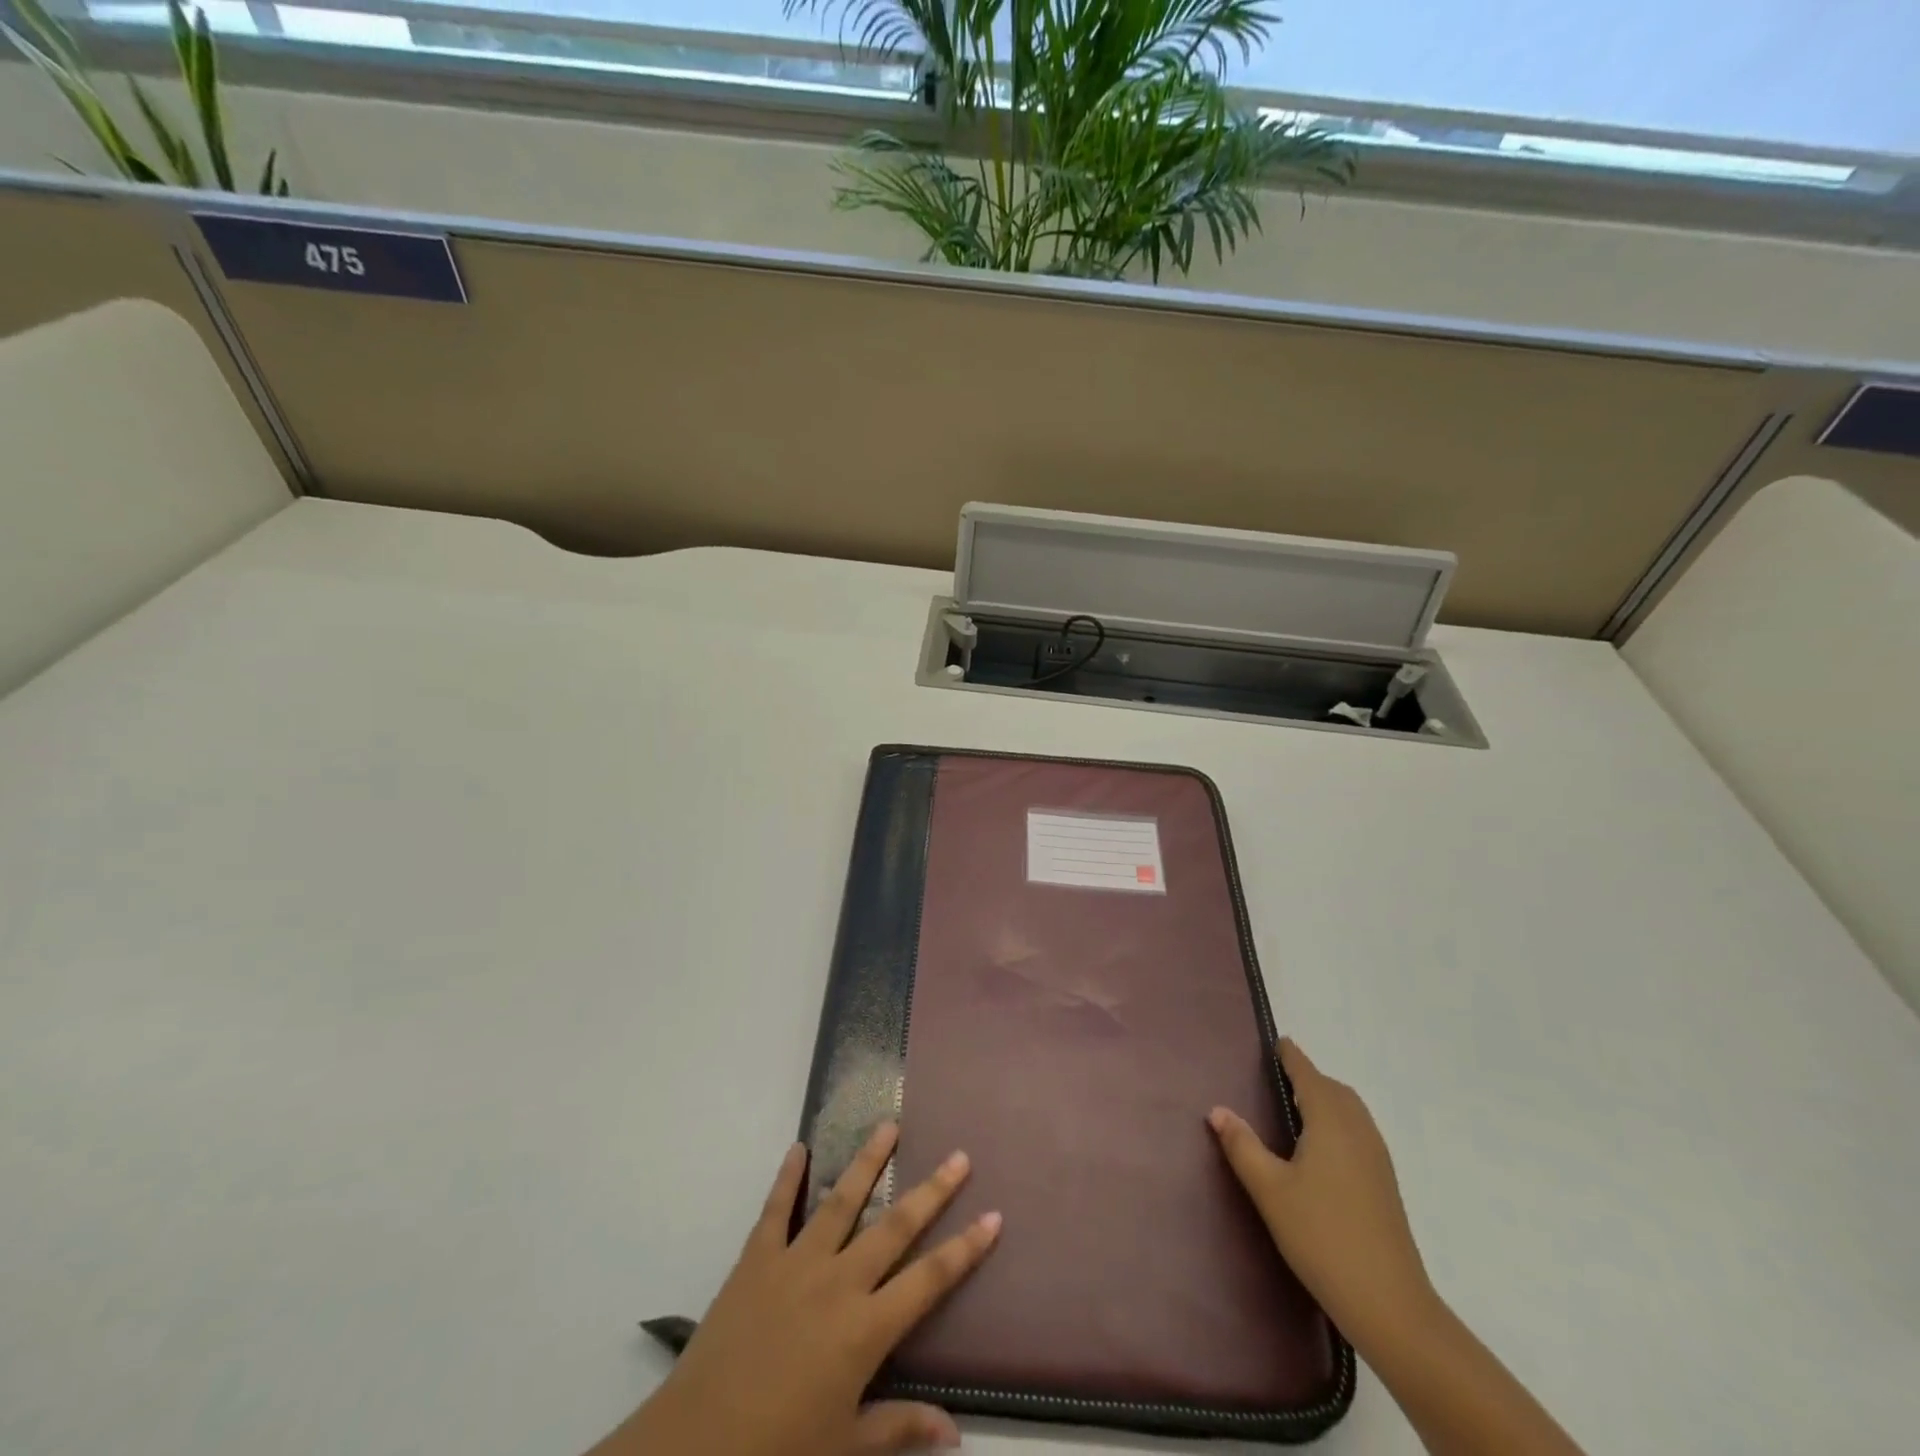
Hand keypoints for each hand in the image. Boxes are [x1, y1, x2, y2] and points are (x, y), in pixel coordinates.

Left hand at [602, 1123, 1000, 1455]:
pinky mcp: (756, 1259)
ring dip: (868, 1161)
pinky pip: (776, 1209)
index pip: (930, 1279)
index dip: (965, 1248)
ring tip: (889, 1125)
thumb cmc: (777, 1454)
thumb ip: (900, 1430)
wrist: (693, 1448)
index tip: (994, 1216)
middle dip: (932, 1191)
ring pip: (842, 1201)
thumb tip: (957, 1431)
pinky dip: (787, 1176)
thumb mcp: (845, 1450)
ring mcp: (796, 1263)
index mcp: (865, 1329)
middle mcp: (839, 1282)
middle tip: (959, 1155)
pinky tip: (799, 1147)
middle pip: (895, 1227)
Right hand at [1208, 1038, 1435, 1352]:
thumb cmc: (1322, 1235)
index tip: (1276, 1042)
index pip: (1308, 1074)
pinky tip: (1319, 1150)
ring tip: (1294, 1111)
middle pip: (1333, 1089)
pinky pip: (1358, 1132)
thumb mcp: (1270, 1189)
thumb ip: (1242, 1145)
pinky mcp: (1384, 1183)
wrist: (1388, 1303)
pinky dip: (1337, 1122)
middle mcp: (1358, 1129)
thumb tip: (1217, 1109)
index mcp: (1331, 1121)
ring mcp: (1377, 1157)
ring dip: (1325, 1100)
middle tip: (1277, 1079)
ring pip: (1350, 1111)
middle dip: (1308, 1078)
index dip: (1291, 1057)